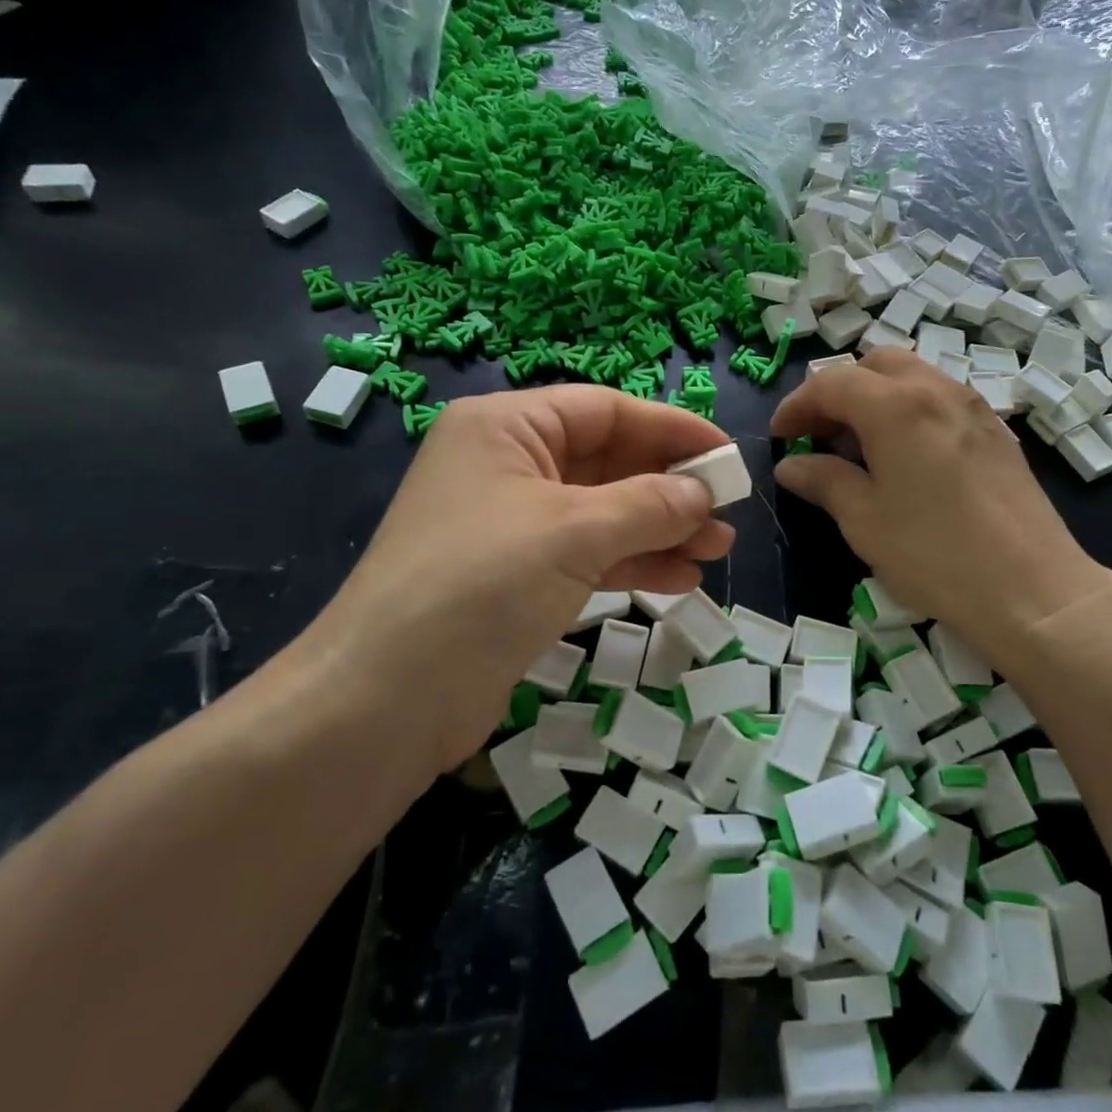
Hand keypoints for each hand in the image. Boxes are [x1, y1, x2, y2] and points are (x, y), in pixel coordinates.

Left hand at [300, 388, 735, 772]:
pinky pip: (589, 554)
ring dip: (661, 528)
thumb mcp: (573, 532)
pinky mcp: (517, 578)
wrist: (384, 702)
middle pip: (607, 460)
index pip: (604, 410)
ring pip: (603, 512)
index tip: (727, 455)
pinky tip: (682, 578)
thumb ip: (648, 505)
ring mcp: (511, 524)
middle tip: (727, 512)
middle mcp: (506, 465)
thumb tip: (702, 494)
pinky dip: (634, 562)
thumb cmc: (481, 585)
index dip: (671, 428)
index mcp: (506, 428)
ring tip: (717, 550)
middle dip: (670, 486)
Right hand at [770, 349, 1111, 661]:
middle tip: (821, 435)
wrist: (1033, 591)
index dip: (798, 405)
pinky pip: (941, 399)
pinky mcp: (997, 432)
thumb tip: (791, 465)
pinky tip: (906, 458)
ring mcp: (973, 408)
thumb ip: (823, 481)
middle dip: (839, 391)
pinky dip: (910, 410)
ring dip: (876, 398)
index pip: (832, 383)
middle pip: (875, 365)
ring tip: (860, 447)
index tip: (780, 435)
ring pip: (913, 377)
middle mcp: (936, 390)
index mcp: (896, 406)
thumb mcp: (864, 520)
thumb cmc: (934, 555)